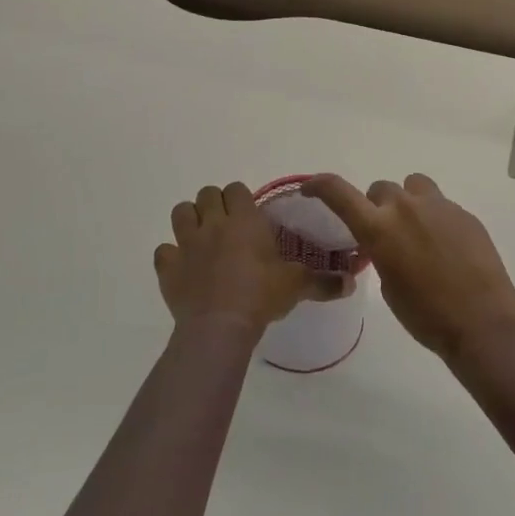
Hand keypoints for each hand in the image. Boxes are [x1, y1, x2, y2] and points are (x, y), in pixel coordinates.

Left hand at [155, 182, 351, 338]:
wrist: (220, 326)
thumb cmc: (261, 296)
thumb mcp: (297, 286)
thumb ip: (323, 281)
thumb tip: (351, 281)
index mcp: (245, 220)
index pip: (237, 189)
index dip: (241, 198)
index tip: (248, 214)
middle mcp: (214, 224)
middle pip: (207, 194)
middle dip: (215, 204)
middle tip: (226, 225)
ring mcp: (187, 244)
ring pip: (181, 212)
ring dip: (190, 220)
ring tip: (201, 238)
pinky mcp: (168, 267)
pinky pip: (163, 252)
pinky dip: (171, 257)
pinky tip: (182, 268)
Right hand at [301, 173, 514, 361]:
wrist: (481, 322)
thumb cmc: (426, 316)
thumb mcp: (389, 287)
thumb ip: (381, 253)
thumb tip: (387, 245)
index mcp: (379, 228)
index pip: (339, 192)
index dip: (320, 185)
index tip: (311, 188)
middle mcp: (406, 208)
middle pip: (381, 189)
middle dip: (377, 207)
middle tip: (384, 234)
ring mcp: (439, 206)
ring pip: (413, 186)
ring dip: (407, 202)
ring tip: (416, 230)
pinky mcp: (464, 213)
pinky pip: (440, 205)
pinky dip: (434, 219)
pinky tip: (446, 247)